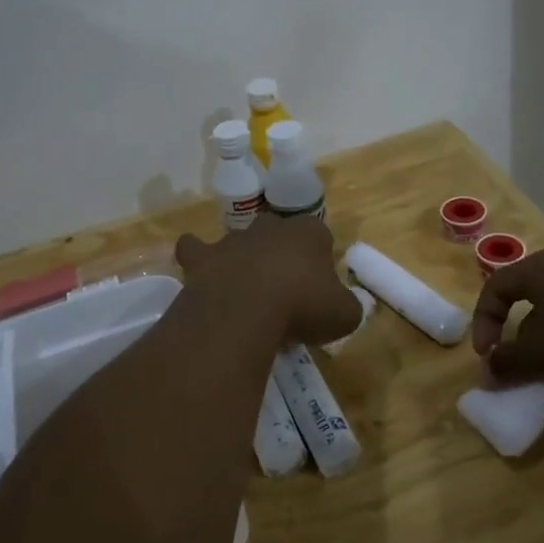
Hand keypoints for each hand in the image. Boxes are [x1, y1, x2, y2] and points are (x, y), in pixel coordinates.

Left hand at [175, 216, 362, 348]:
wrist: (247, 308)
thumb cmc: (303, 306)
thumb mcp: (344, 315)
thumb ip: (348, 307)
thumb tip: (344, 308)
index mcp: (310, 233)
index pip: (320, 237)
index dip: (320, 261)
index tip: (319, 289)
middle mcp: (272, 227)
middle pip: (279, 234)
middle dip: (281, 255)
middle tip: (284, 290)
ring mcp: (235, 238)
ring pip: (241, 241)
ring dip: (244, 259)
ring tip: (246, 292)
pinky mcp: (204, 256)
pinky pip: (195, 249)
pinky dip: (197, 257)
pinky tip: (202, 274)